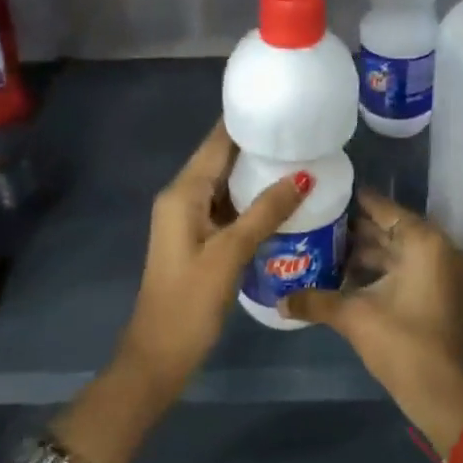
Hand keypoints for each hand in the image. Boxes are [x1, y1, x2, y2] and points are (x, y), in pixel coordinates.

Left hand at [120, 122, 306, 391]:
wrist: (159, 354)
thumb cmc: (190, 302)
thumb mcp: (230, 253)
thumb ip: (266, 212)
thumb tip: (304, 174)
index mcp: (182, 193)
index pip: (216, 143)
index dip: (246, 123)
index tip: (282, 108)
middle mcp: (182, 198)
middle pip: (221, 160)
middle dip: (258, 147)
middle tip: (304, 135)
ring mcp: (188, 220)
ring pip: (226, 185)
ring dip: (257, 174)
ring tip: (301, 160)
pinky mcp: (198, 239)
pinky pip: (227, 208)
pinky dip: (251, 200)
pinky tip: (282, 200)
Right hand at [281, 191, 462, 450]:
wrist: (441, 393)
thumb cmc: (401, 343)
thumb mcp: (354, 317)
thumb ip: (315, 301)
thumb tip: (278, 301)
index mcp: (423, 243)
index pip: (385, 209)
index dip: (355, 201)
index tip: (327, 194)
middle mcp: (437, 249)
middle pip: (391, 229)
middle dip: (355, 229)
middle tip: (318, 222)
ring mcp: (441, 272)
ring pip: (397, 251)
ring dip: (365, 252)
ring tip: (324, 247)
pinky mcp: (438, 293)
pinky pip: (405, 269)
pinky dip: (380, 270)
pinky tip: (345, 275)